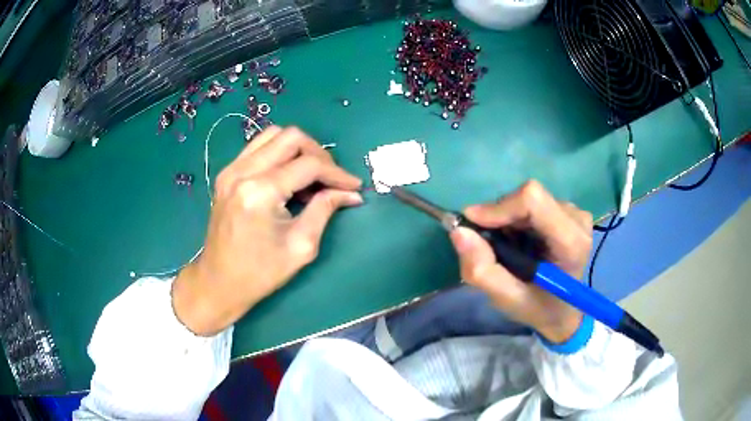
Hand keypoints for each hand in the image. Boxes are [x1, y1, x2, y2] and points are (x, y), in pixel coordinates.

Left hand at [173, 126, 362, 335]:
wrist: (219, 282)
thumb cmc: (260, 273)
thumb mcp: (301, 246)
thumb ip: (325, 210)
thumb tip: (350, 193)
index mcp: (260, 192)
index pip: (308, 164)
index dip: (337, 173)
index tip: (354, 186)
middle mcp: (243, 172)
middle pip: (291, 137)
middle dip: (319, 154)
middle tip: (332, 179)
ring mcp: (231, 169)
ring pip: (274, 135)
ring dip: (299, 149)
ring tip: (311, 176)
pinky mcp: (227, 174)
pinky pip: (258, 147)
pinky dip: (279, 153)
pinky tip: (288, 176)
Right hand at [449, 180, 593, 342]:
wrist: (562, 311)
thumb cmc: (537, 308)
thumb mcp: (506, 299)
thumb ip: (482, 270)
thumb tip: (458, 231)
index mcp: (570, 243)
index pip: (533, 201)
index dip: (498, 208)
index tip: (472, 224)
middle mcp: (577, 220)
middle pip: (527, 197)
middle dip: (500, 218)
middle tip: (489, 245)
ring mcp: (574, 212)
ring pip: (527, 199)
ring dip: (507, 220)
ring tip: (507, 248)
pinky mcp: (567, 211)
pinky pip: (531, 203)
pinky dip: (515, 220)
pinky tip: (519, 241)